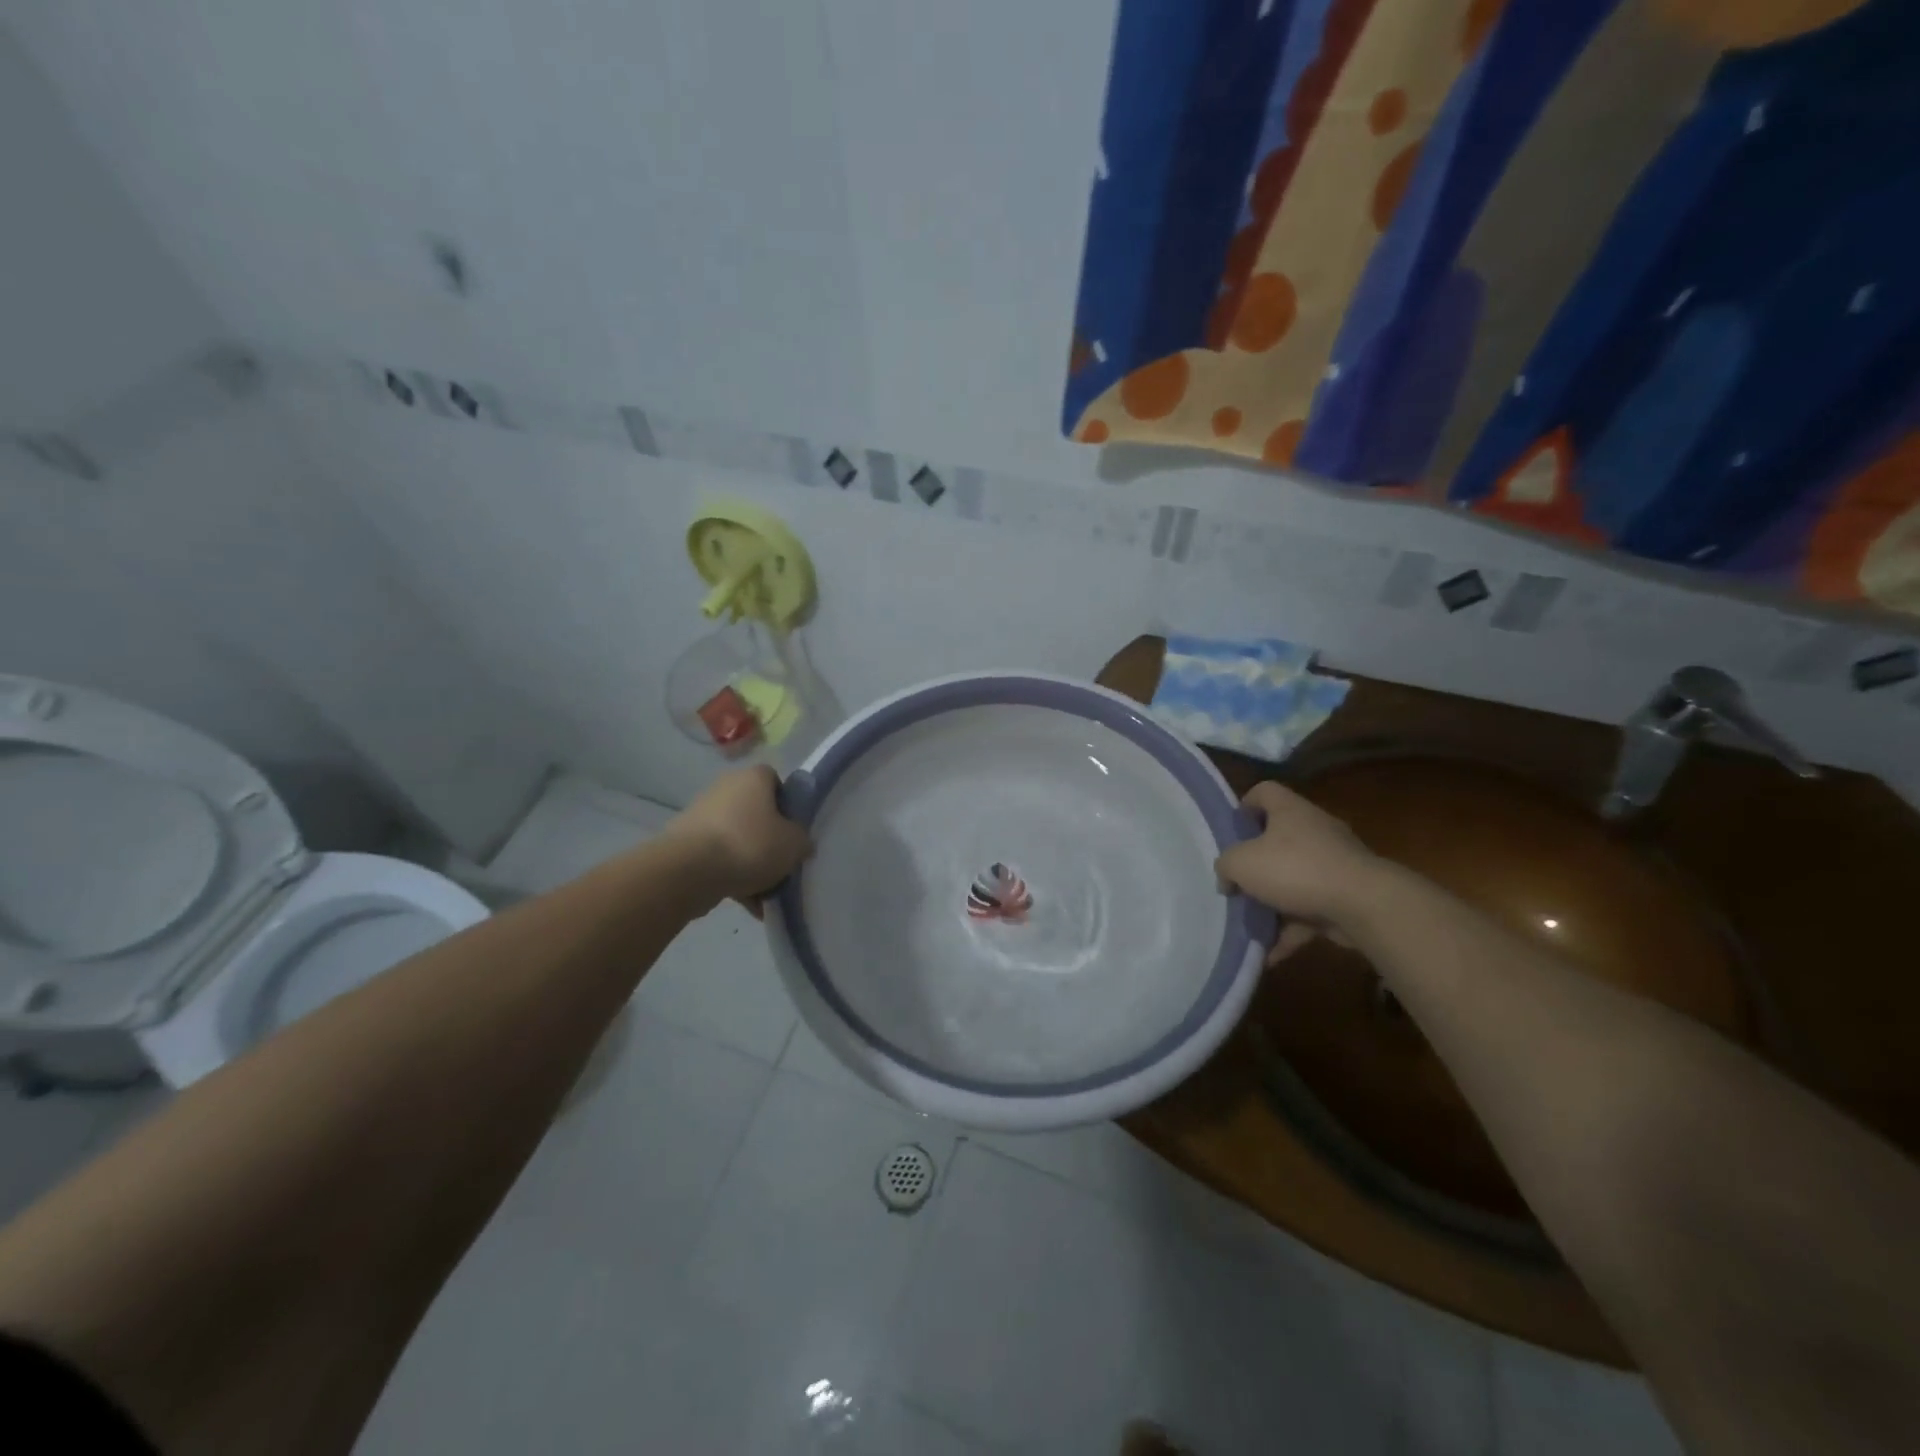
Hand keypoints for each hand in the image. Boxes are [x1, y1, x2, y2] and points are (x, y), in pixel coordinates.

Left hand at [667, 765, 811, 914]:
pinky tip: (748, 906)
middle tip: (782, 865)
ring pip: (737, 839)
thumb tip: (800, 843)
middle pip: (756, 814)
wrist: (689, 871)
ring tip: (766, 896)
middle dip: (769, 841)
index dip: (788, 806)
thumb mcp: (794, 844)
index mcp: (753, 778)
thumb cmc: (750, 845)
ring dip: (751, 865)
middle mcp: (725, 788)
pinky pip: (718, 859)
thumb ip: (802, 841)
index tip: (794, 831)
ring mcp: (701, 815)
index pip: (775, 782)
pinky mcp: (684, 843)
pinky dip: (732, 878)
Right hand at [1215, 781, 1384, 963]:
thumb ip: (1225, 866)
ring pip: (1295, 878)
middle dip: (1256, 863)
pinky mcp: (1347, 895)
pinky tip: (1271, 954)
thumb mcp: (1241, 863)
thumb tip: (1228, 879)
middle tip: (1237, 883)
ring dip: (1273, 902)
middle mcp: (1315, 830)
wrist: (1364, 905)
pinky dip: (1292, 931)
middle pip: (1279, 838)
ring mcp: (1335, 864)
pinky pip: (1311, 911)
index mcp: (1290, 811)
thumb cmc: (1295, 869)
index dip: (1244, 806)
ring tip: (1250, 925)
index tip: (1232, 831)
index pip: (1264, 792)